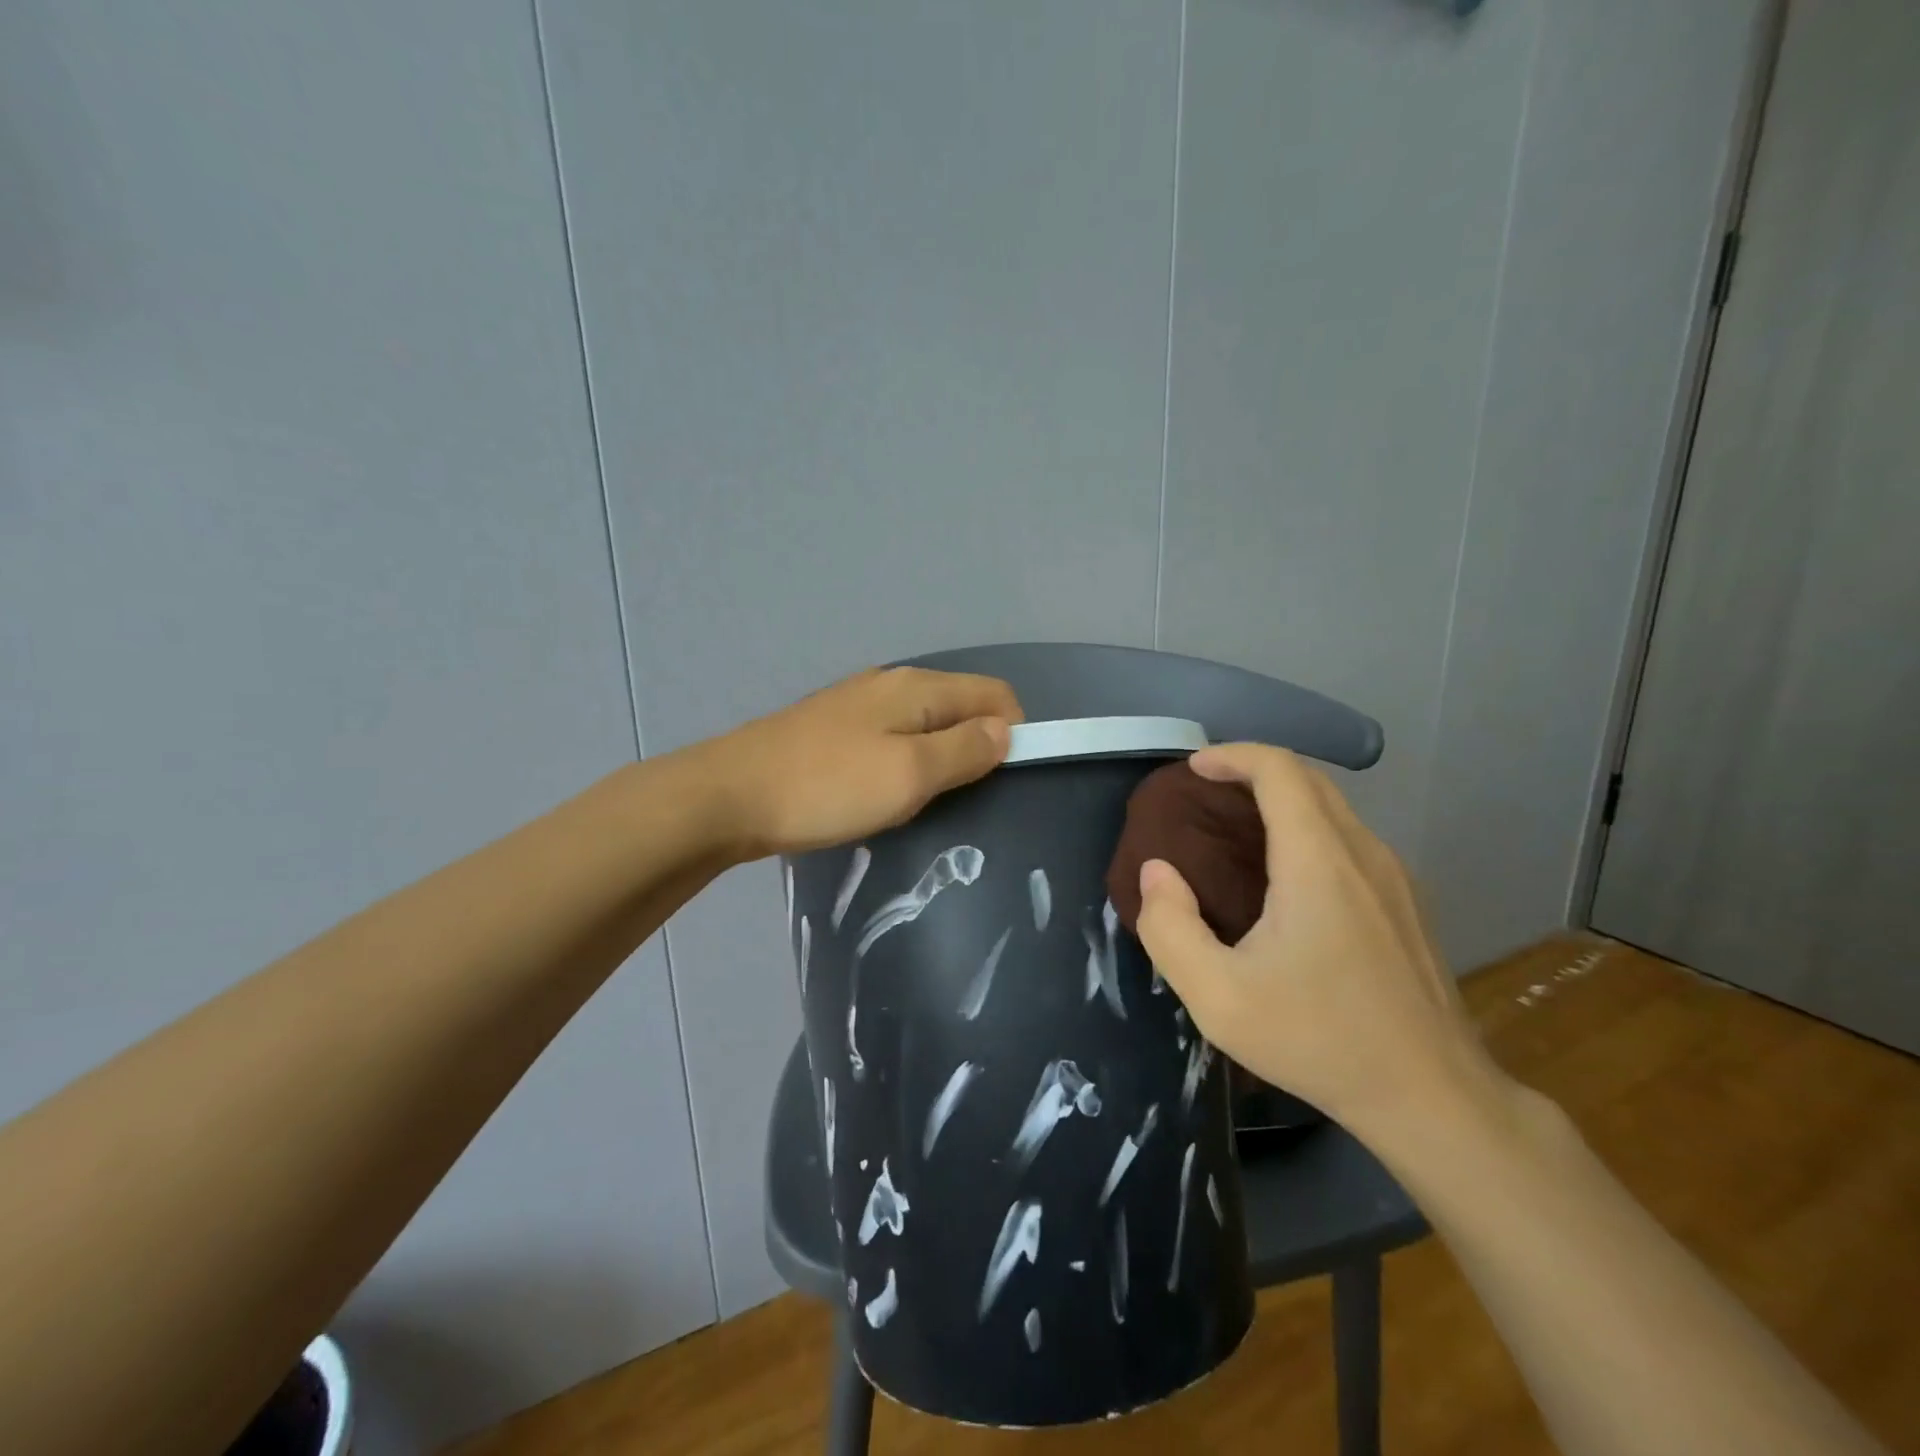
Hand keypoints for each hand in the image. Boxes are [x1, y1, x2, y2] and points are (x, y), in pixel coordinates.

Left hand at [698, 667, 1023, 859]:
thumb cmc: (828, 786)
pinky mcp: (833, 730)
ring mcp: (858, 705)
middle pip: (960, 706)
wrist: (728, 796)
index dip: (1015, 732)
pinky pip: (892, 739)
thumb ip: (964, 750)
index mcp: (918, 688)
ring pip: (924, 725)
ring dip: (939, 759)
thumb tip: (1004, 731)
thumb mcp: (909, 774)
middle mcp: (892, 684)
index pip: (995, 694)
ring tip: (928, 804)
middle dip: (977, 747)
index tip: (1005, 782)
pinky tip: (886, 794)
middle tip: (967, 801)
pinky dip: (905, 763)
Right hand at [1133, 742, 1503, 1141]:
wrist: (1432, 1097)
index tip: (1194, 769)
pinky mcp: (1408, 904)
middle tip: (1206, 793)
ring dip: (1283, 800)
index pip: (1280, 770)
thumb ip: (1169, 928)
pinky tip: (1286, 876)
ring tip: (1238, 829)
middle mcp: (1364, 853)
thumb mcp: (1217, 997)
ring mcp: (1395, 878)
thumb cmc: (1318, 1040)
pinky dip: (1309, 829)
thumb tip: (1158, 872)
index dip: (1232, 755)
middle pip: (1309, 780)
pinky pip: (1351, 839)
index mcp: (1318, 861)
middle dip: (1254, 770)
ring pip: (1335, 809)